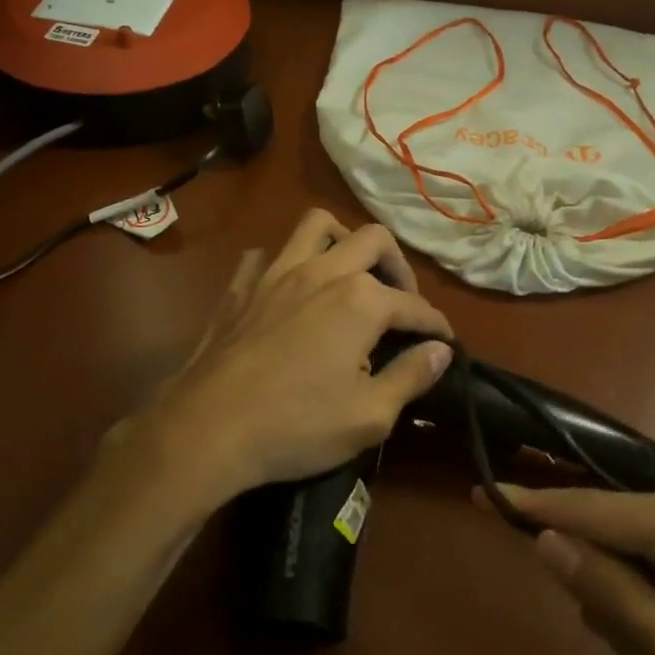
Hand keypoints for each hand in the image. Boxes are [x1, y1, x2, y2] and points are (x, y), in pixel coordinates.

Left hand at [132, 210, 454, 505]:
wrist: (208, 428)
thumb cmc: (296, 426)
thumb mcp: (370, 415)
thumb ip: (411, 376)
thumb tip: (441, 350)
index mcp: (360, 300)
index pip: (414, 304)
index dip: (436, 324)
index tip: (446, 341)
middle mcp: (322, 271)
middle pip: (373, 240)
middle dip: (398, 266)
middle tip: (401, 301)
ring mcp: (276, 273)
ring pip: (316, 226)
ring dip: (342, 240)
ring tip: (350, 273)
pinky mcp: (241, 287)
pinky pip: (265, 255)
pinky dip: (283, 264)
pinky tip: (288, 290)